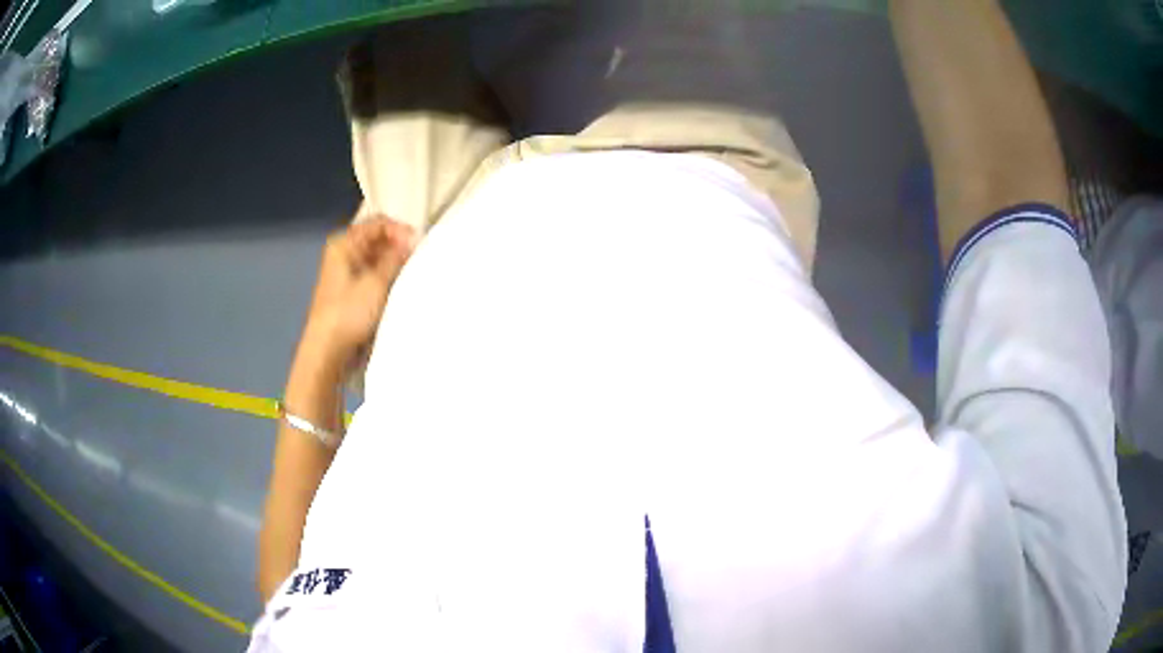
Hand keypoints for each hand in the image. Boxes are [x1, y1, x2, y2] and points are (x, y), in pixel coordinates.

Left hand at [297, 217, 416, 376]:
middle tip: (419, 259)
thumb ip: (395, 258)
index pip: (378, 223)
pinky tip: (402, 285)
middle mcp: (345, 253)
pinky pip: (376, 275)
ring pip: (378, 258)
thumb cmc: (349, 312)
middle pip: (378, 239)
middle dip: (399, 246)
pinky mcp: (354, 292)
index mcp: (344, 243)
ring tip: (414, 272)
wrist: (328, 350)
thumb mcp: (376, 282)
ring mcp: (348, 273)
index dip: (400, 230)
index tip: (418, 246)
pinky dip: (389, 277)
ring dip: (396, 263)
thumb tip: (411, 242)